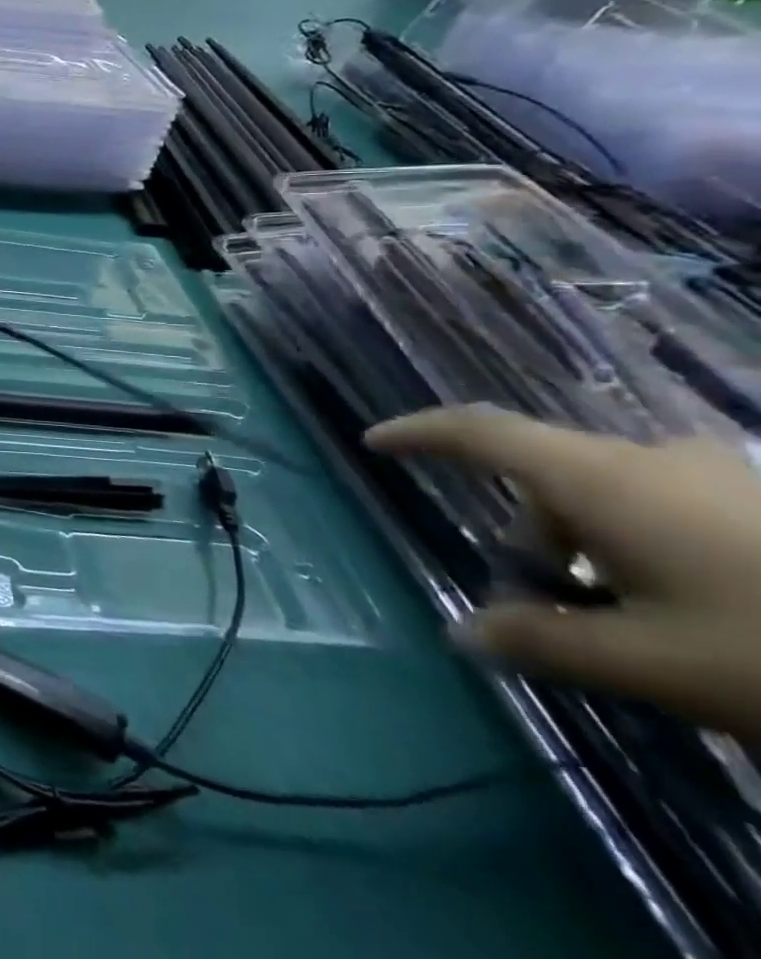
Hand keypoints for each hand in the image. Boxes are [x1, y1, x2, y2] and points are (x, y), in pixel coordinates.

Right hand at [366, 406, 760, 742]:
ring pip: (607, 492)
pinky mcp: (758, 499)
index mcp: (602, 479)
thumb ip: (543, 642)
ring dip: (585, 544)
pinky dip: (637, 542)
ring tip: (619, 618)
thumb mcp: (654, 664)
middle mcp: (648, 458)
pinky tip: (684, 606)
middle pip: (546, 474)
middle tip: (538, 601)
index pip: (478, 432)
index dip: (419, 433)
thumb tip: (461, 633)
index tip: (375, 443)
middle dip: (526, 532)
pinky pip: (661, 502)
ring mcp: (713, 474)